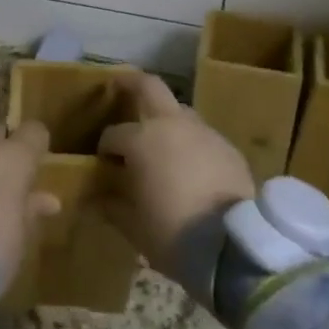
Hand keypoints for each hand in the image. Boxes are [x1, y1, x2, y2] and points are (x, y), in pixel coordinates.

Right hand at [97, 73, 254, 290]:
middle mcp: (171, 124)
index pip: (113, 135)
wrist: (231, 245)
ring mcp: (204, 132)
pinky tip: (189, 166)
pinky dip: (190, 143)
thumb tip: (96, 198)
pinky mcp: (228, 147)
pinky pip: (202, 136)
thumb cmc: (172, 233)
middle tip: (118, 86)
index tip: (104, 165)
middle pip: (149, 86)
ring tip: (160, 143)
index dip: (105, 148)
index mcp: (142, 140)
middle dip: (131, 83)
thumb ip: (111, 206)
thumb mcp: (133, 225)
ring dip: (165, 120)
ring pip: (179, 111)